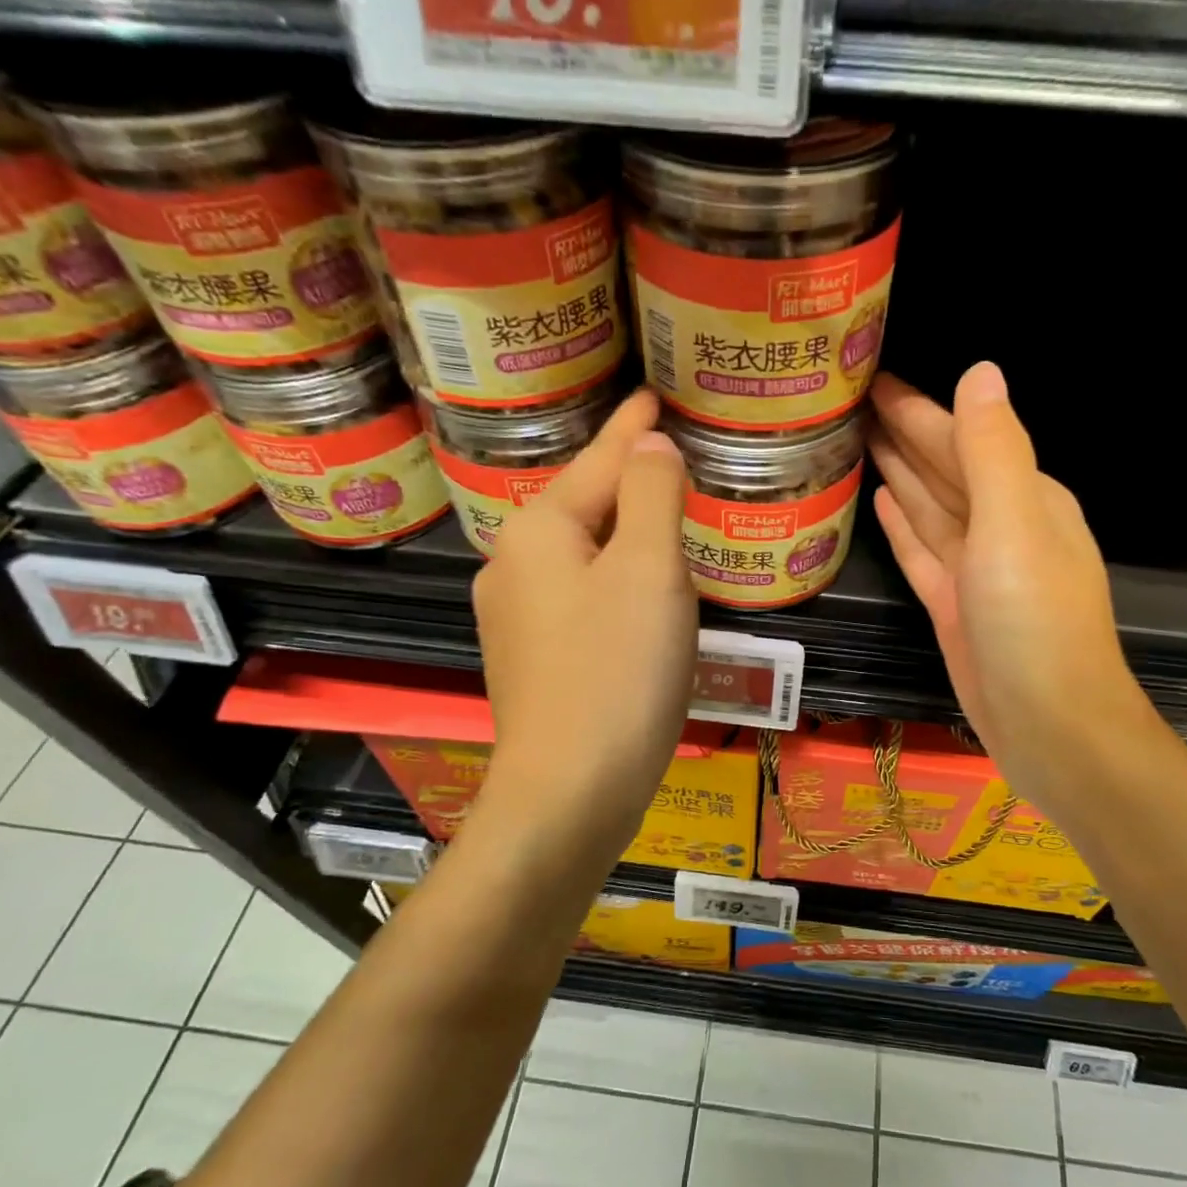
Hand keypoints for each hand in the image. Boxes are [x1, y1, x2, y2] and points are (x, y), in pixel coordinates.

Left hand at [472, 389, 697, 865]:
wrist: (570, 792)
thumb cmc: (617, 671)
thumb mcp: (649, 570)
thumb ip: (653, 494)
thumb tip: (649, 445)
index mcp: (538, 529)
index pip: (599, 459)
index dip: (632, 426)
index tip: (653, 394)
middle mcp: (512, 564)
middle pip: (585, 506)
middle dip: (628, 481)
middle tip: (674, 458)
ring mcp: (514, 617)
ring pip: (582, 555)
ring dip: (624, 536)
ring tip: (666, 520)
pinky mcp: (530, 659)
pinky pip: (580, 597)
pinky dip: (614, 583)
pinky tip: (638, 596)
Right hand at [869, 364, 1148, 810]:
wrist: (1050, 727)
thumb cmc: (1034, 623)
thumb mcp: (1016, 525)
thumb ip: (993, 451)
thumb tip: (980, 371)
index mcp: (1025, 498)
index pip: (963, 437)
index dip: (918, 407)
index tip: (872, 378)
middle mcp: (1002, 526)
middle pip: (943, 468)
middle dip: (903, 433)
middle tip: (850, 401)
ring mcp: (976, 570)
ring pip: (930, 507)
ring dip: (899, 472)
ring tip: (857, 440)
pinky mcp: (953, 606)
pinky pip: (922, 551)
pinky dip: (904, 525)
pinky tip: (881, 500)